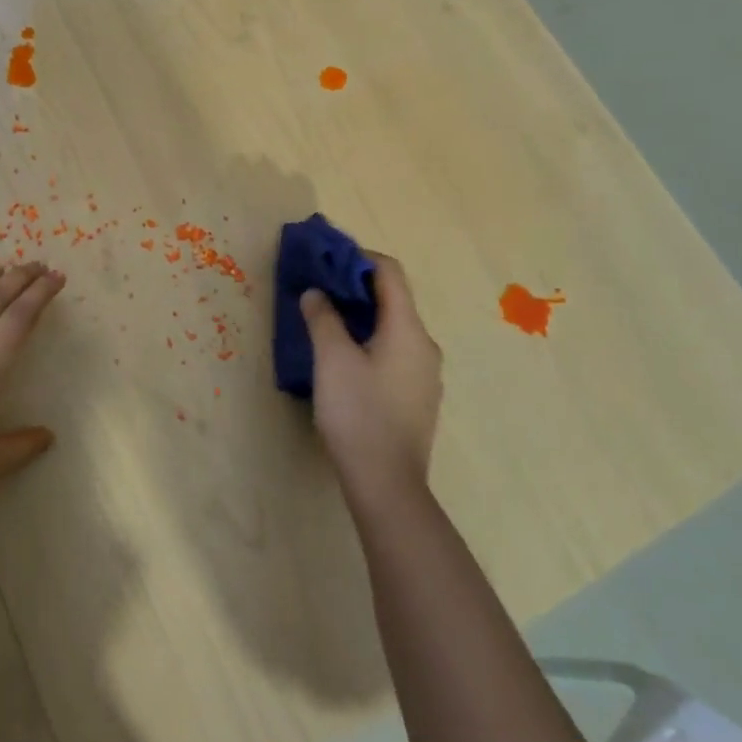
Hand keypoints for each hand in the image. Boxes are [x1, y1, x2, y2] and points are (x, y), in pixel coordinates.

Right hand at [301, 253, 442, 502]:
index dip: (358, 258)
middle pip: (393, 299)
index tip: (326, 259)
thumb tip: (316, 292)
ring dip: (361, 316)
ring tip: (325, 320)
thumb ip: (323, 318)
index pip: (390, 273)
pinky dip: (370, 341)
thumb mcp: (331, 359)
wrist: (386, 483)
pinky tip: (344, 358)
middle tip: (319, 288)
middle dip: (355, 287)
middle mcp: (424, 345)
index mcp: (408, 329)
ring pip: (393, 328)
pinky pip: (394, 352)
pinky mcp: (417, 397)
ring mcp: (425, 374)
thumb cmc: (358, 413)